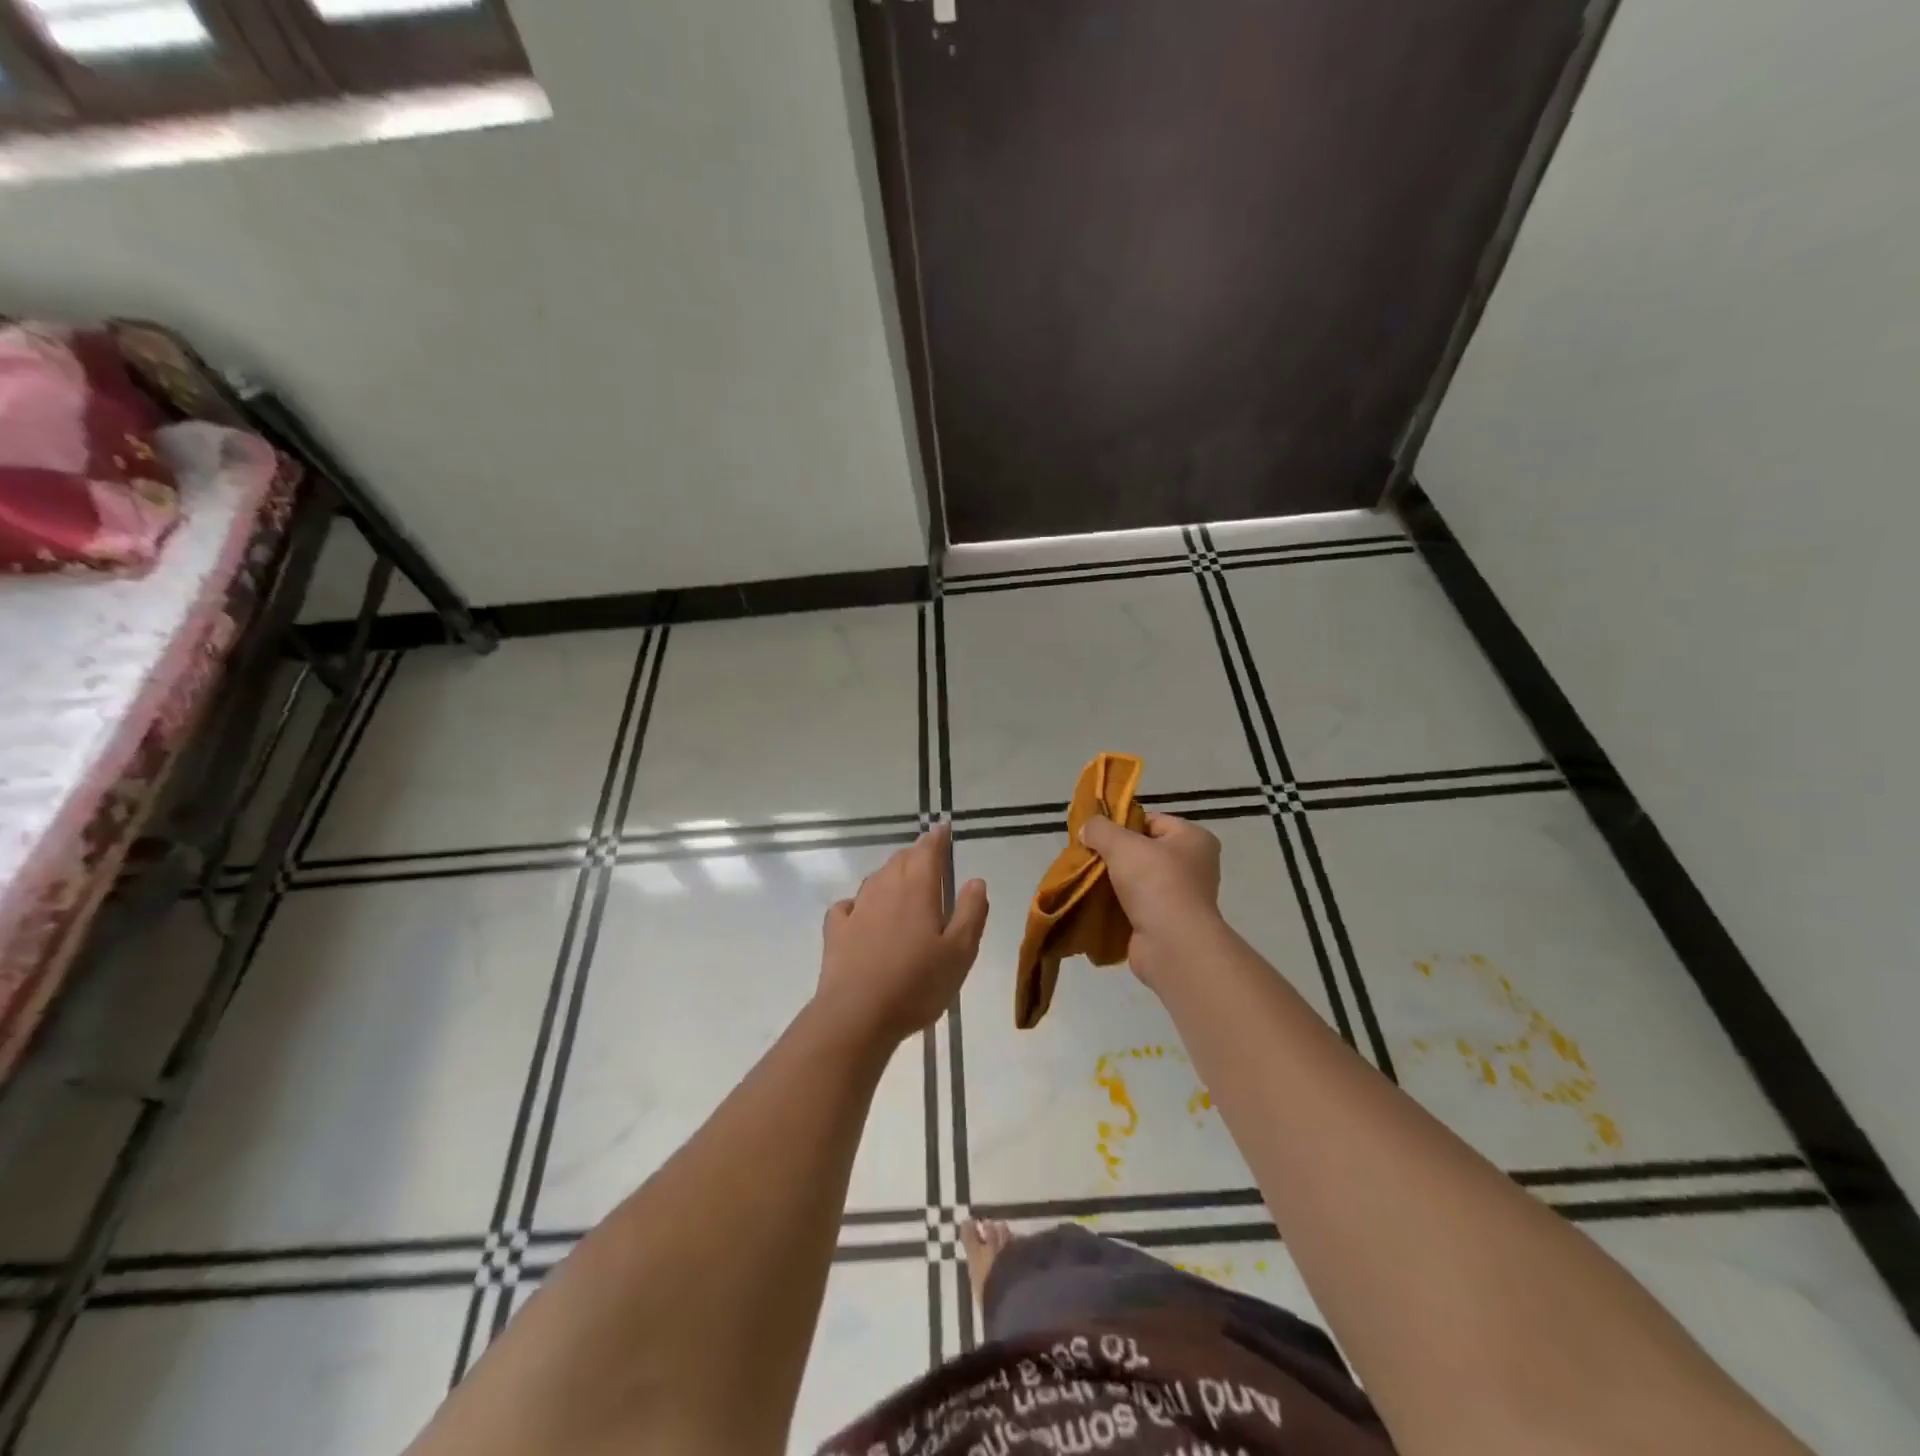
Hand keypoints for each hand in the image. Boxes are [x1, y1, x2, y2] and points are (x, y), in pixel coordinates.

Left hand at [815, 825, 988, 1045]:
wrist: (857, 1015)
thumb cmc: (916, 984)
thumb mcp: (960, 953)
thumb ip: (971, 913)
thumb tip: (975, 880)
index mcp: (917, 890)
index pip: (928, 851)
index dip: (937, 838)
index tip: (943, 828)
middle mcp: (885, 890)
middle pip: (900, 861)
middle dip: (915, 855)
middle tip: (928, 859)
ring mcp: (857, 909)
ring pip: (876, 879)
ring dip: (891, 875)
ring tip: (901, 884)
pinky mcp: (836, 931)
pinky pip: (848, 906)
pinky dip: (858, 903)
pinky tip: (861, 914)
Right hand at [1079, 813, 1222, 990]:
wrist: (1172, 945)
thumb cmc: (1155, 883)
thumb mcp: (1122, 845)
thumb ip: (1101, 829)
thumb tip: (1088, 828)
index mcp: (1194, 839)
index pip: (1152, 821)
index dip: (1122, 824)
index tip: (1096, 834)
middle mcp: (1194, 866)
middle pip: (1144, 851)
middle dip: (1115, 854)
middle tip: (1088, 856)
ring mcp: (1183, 896)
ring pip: (1138, 879)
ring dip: (1114, 881)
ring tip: (1087, 879)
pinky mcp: (1168, 922)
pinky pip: (1137, 905)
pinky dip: (1118, 904)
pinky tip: (1096, 903)